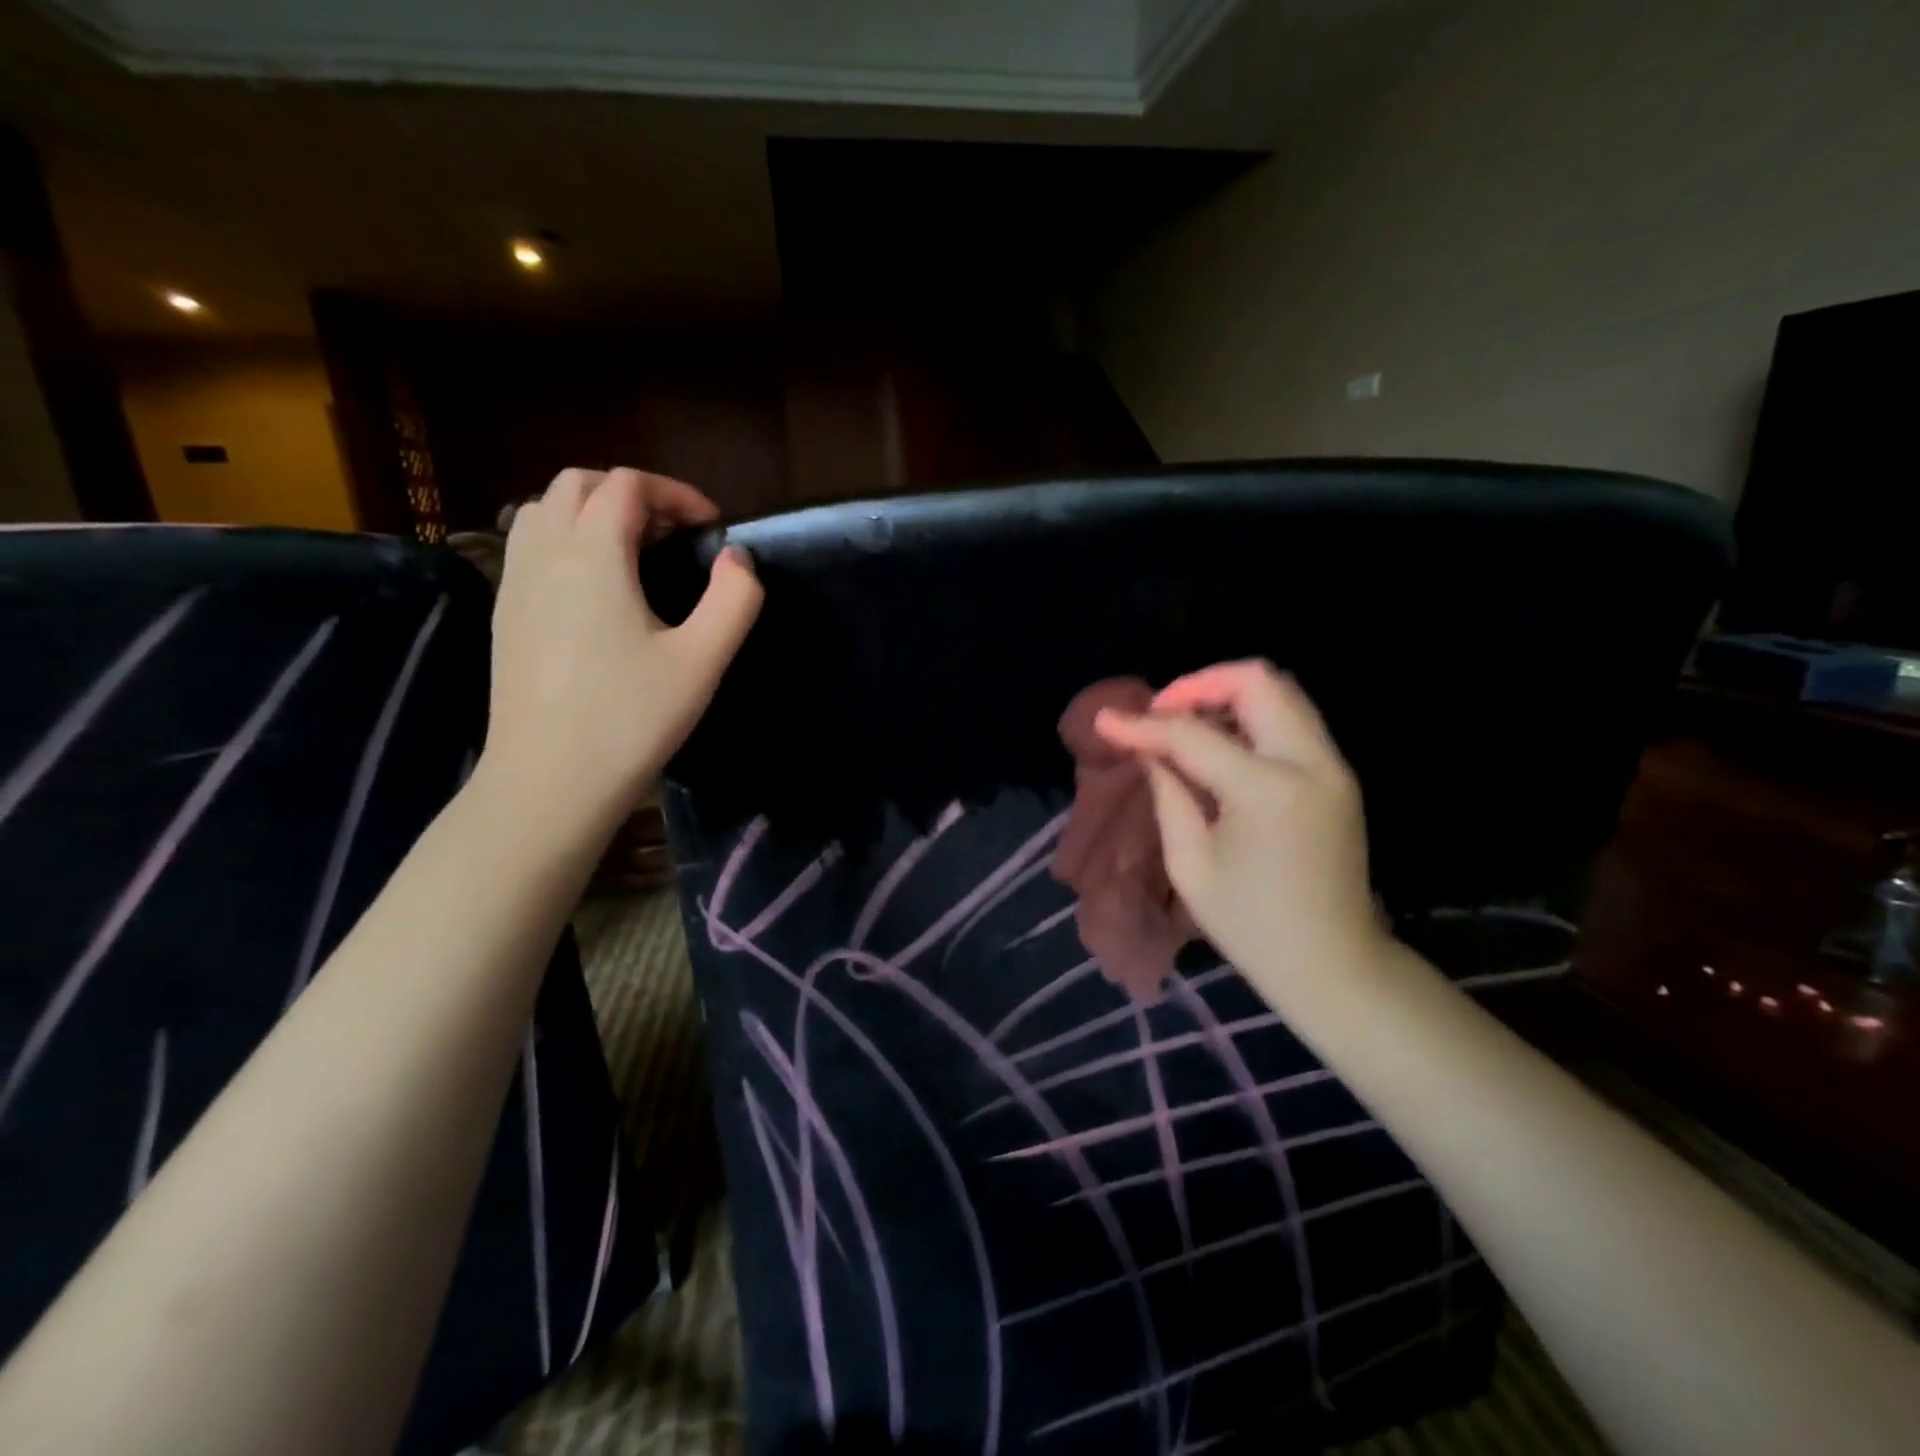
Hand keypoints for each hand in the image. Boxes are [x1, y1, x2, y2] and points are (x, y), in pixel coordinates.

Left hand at [479, 467, 761, 836]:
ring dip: (591, 512)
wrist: (549, 782)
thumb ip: (734, 599)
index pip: (628, 485)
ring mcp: (514, 583)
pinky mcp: (505, 615)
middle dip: (632, 494)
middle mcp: (543, 553)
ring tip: (635, 553)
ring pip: (543, 511)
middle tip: (675, 535)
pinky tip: (596, 590)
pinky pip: (528, 548)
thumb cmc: (631, 718)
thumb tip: (739, 558)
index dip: (676, 494)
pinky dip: (565, 541)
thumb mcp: (702, 660)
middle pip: (578, 485)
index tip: (712, 528)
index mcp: (592, 553)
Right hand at [1093, 660, 1382, 993]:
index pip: (1194, 735)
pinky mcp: (1338, 775)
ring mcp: (1332, 766)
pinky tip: (1220, 743)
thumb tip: (1148, 749)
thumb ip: (1168, 793)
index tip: (1106, 720)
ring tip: (1186, 724)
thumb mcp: (1190, 864)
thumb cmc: (1251, 926)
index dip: (1143, 724)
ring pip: (1281, 691)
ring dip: (1227, 694)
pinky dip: (1252, 714)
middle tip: (1160, 714)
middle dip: (1197, 685)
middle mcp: (1310, 763)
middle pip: (1256, 681)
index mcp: (1267, 791)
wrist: (1333, 965)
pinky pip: (1292, 718)